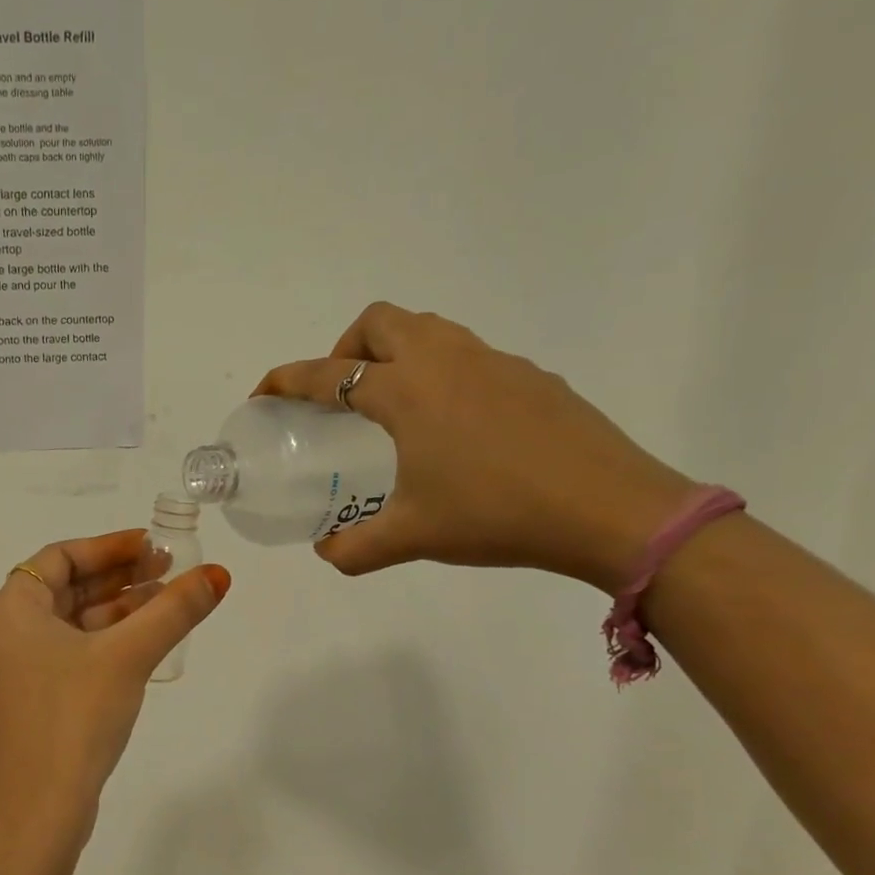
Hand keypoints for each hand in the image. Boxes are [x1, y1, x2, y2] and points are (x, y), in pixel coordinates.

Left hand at [0, 530, 230, 848]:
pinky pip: (71, 652)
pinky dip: (105, 641)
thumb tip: (218, 575)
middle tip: (169, 571)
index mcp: (11, 609)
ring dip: (117, 609)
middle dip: (119, 577)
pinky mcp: (31, 699)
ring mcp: (16, 669)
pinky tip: (144, 643)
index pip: (60, 556)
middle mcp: (5, 632)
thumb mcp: (128, 655)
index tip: (152, 546)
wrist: (37, 809)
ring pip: (72, 622)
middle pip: (66, 587)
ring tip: (168, 603)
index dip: (109, 546)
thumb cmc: (74, 716)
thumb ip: (173, 611)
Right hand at [257, 304, 693, 590]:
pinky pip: (467, 354)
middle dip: (345, 348)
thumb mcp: (412, 537)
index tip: (264, 393)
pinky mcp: (530, 375)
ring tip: (391, 405)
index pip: (328, 373)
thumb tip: (327, 552)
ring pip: (427, 329)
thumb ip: (355, 548)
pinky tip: (453, 425)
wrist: (610, 509)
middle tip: (340, 396)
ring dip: (394, 351)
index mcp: (405, 391)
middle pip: (379, 322)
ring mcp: (493, 361)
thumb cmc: (496, 515)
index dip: (286, 380)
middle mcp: (444, 360)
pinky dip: (440, 371)